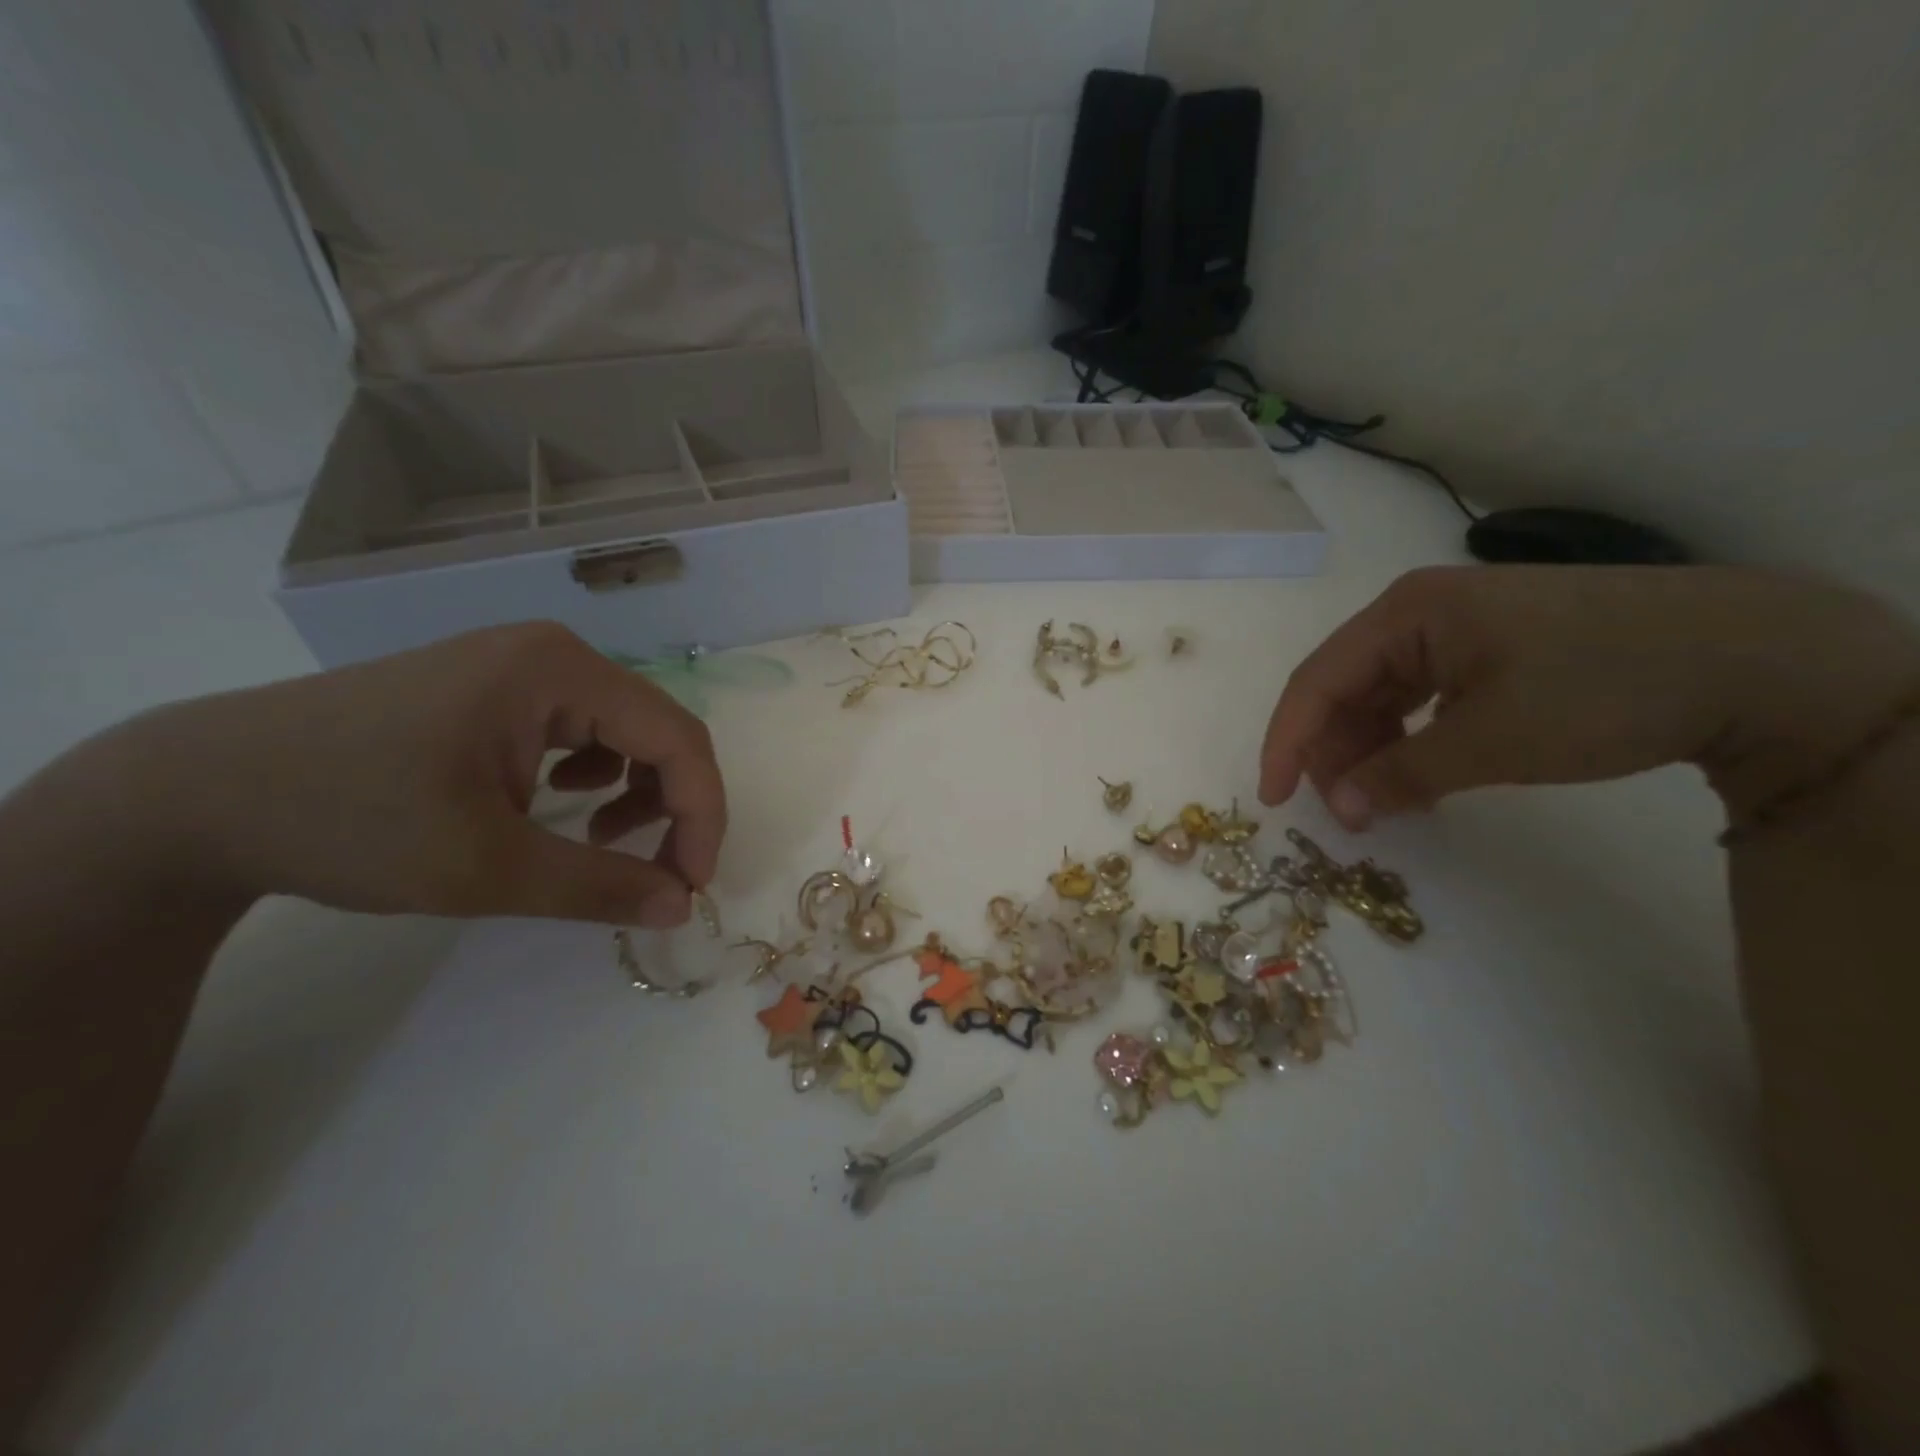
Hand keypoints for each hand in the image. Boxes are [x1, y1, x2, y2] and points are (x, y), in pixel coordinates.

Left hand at [115, 622, 726, 925]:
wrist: (197, 794)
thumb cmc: (348, 821)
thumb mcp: (485, 868)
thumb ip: (599, 886)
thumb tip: (682, 907)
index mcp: (559, 671)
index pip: (677, 738)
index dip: (701, 814)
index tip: (689, 885)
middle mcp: (552, 653)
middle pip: (658, 729)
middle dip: (674, 805)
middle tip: (658, 873)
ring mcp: (520, 665)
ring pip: (626, 729)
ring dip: (637, 790)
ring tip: (600, 840)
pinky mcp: (495, 687)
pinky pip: (582, 727)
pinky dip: (596, 773)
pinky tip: (558, 802)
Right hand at [1259, 565, 1919, 828]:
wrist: (1755, 656)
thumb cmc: (1603, 687)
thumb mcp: (1493, 740)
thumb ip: (1401, 775)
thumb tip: (1341, 811)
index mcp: (1405, 614)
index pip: (1316, 681)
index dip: (1287, 743)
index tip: (1273, 800)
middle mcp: (1417, 613)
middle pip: (1344, 688)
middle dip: (1335, 753)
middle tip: (1348, 815)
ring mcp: (1455, 629)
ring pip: (1381, 697)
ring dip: (1371, 751)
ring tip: (1386, 803)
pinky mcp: (1488, 649)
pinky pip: (1421, 698)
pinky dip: (1410, 740)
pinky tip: (1422, 774)